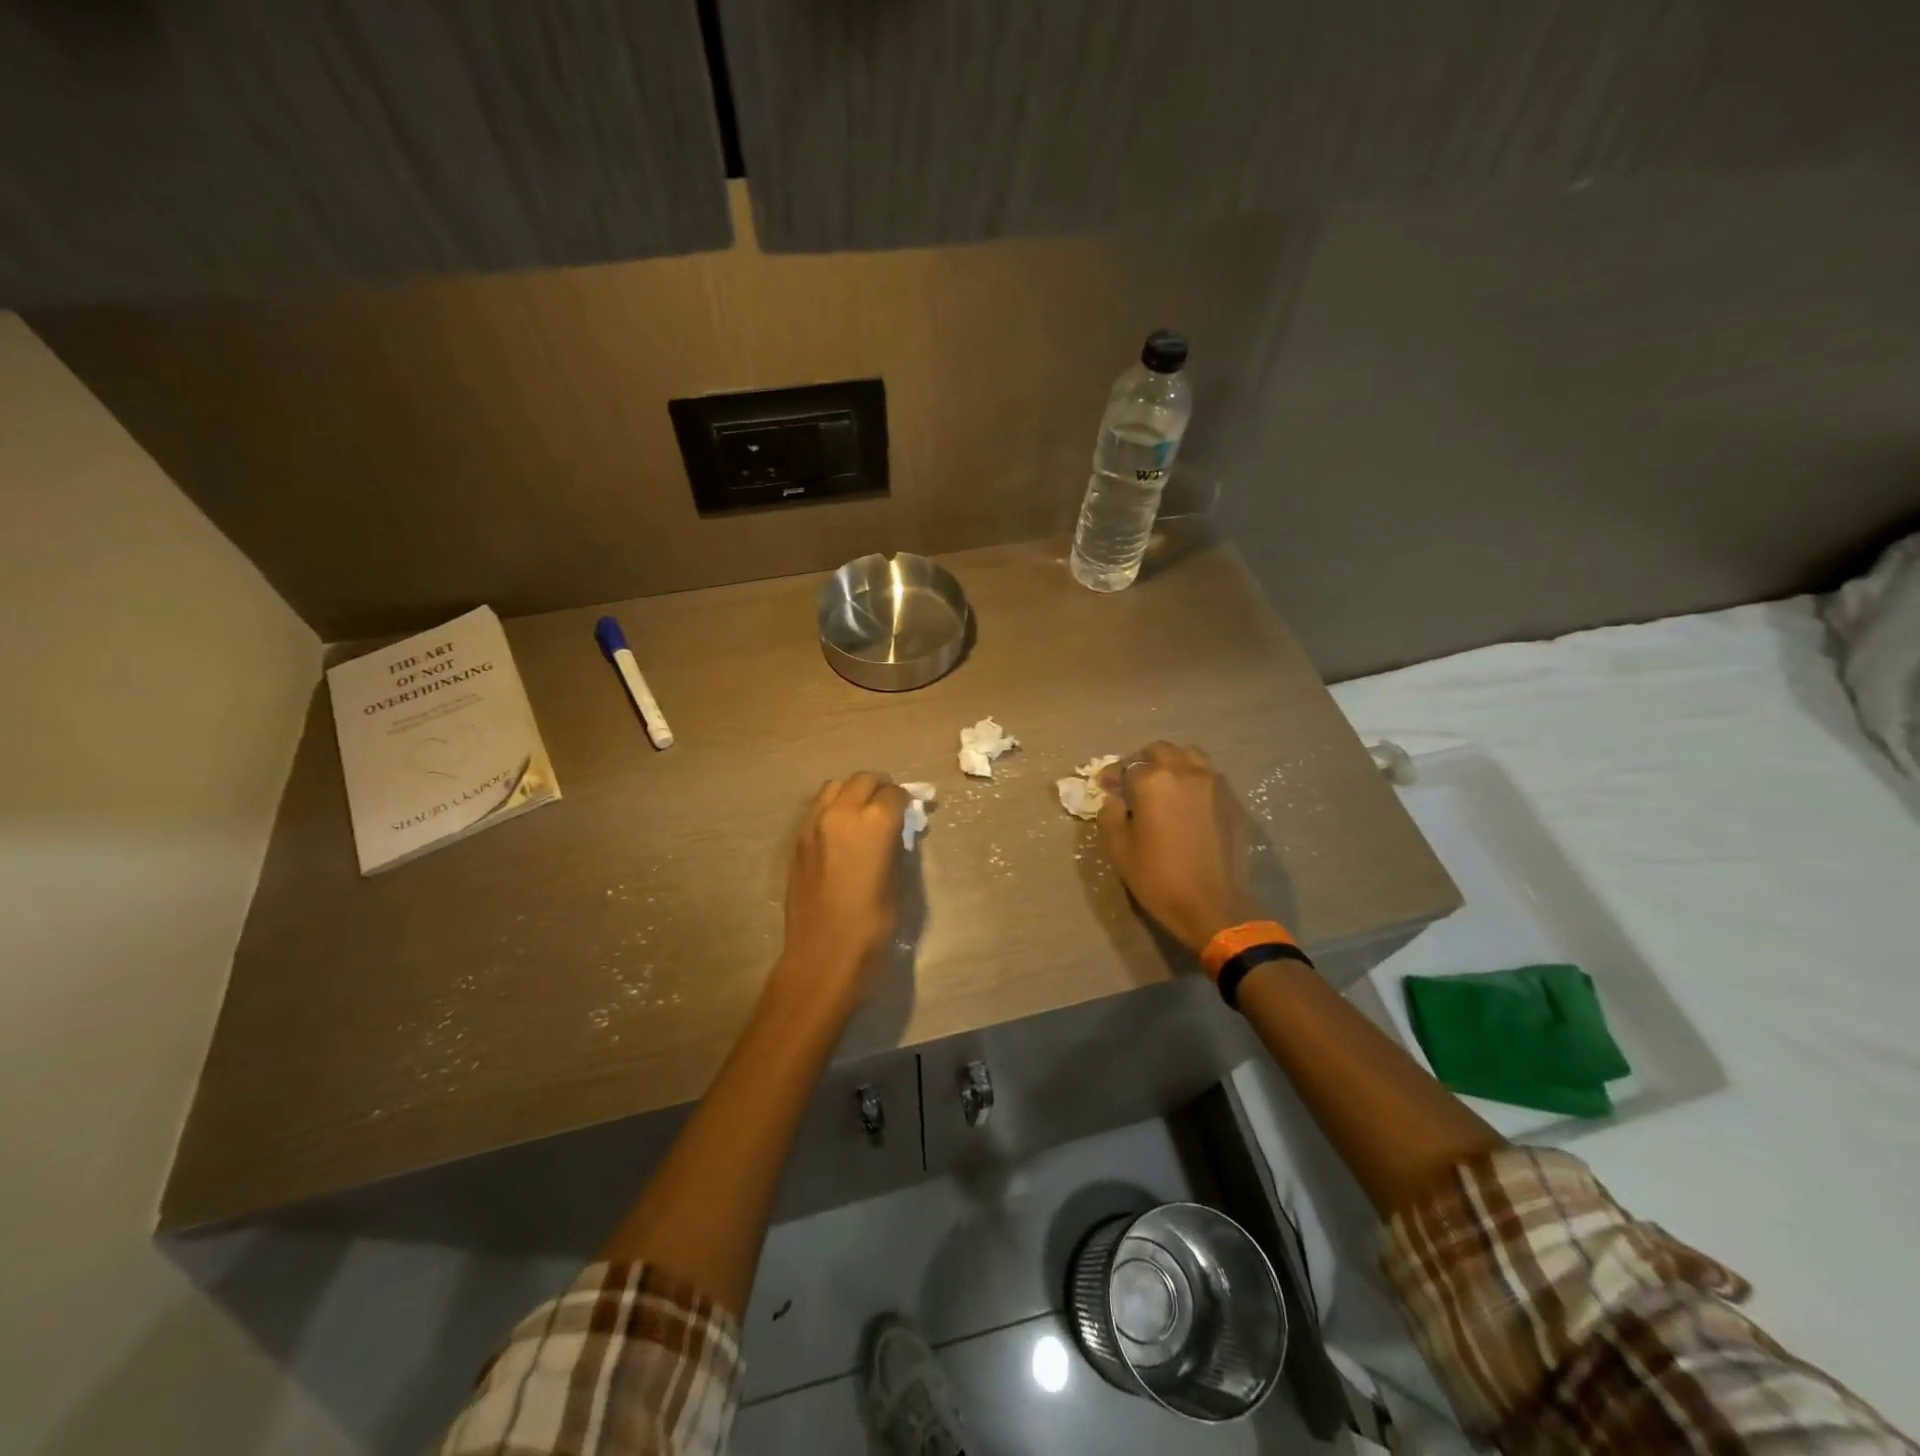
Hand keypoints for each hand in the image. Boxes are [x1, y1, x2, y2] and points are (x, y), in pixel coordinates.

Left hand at [776, 772, 909, 1004]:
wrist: (823, 954)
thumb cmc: (872, 925)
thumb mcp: (897, 882)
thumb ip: (896, 846)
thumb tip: (897, 831)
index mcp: (874, 822)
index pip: (894, 793)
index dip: (906, 800)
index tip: (911, 811)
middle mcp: (842, 812)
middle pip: (863, 780)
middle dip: (880, 788)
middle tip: (890, 805)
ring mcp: (814, 823)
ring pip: (835, 787)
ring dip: (853, 792)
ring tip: (863, 812)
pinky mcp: (798, 839)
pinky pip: (818, 807)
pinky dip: (833, 807)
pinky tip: (841, 829)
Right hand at [1097, 743, 1258, 953]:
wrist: (1212, 905)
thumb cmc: (1158, 878)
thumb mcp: (1119, 849)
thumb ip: (1110, 816)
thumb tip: (1115, 801)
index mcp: (1153, 781)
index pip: (1127, 767)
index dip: (1112, 775)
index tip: (1105, 786)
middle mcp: (1186, 772)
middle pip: (1161, 751)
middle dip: (1143, 762)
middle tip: (1133, 782)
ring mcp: (1214, 784)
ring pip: (1191, 757)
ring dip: (1173, 764)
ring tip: (1164, 785)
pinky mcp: (1233, 801)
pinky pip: (1210, 778)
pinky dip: (1195, 781)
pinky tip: (1189, 803)